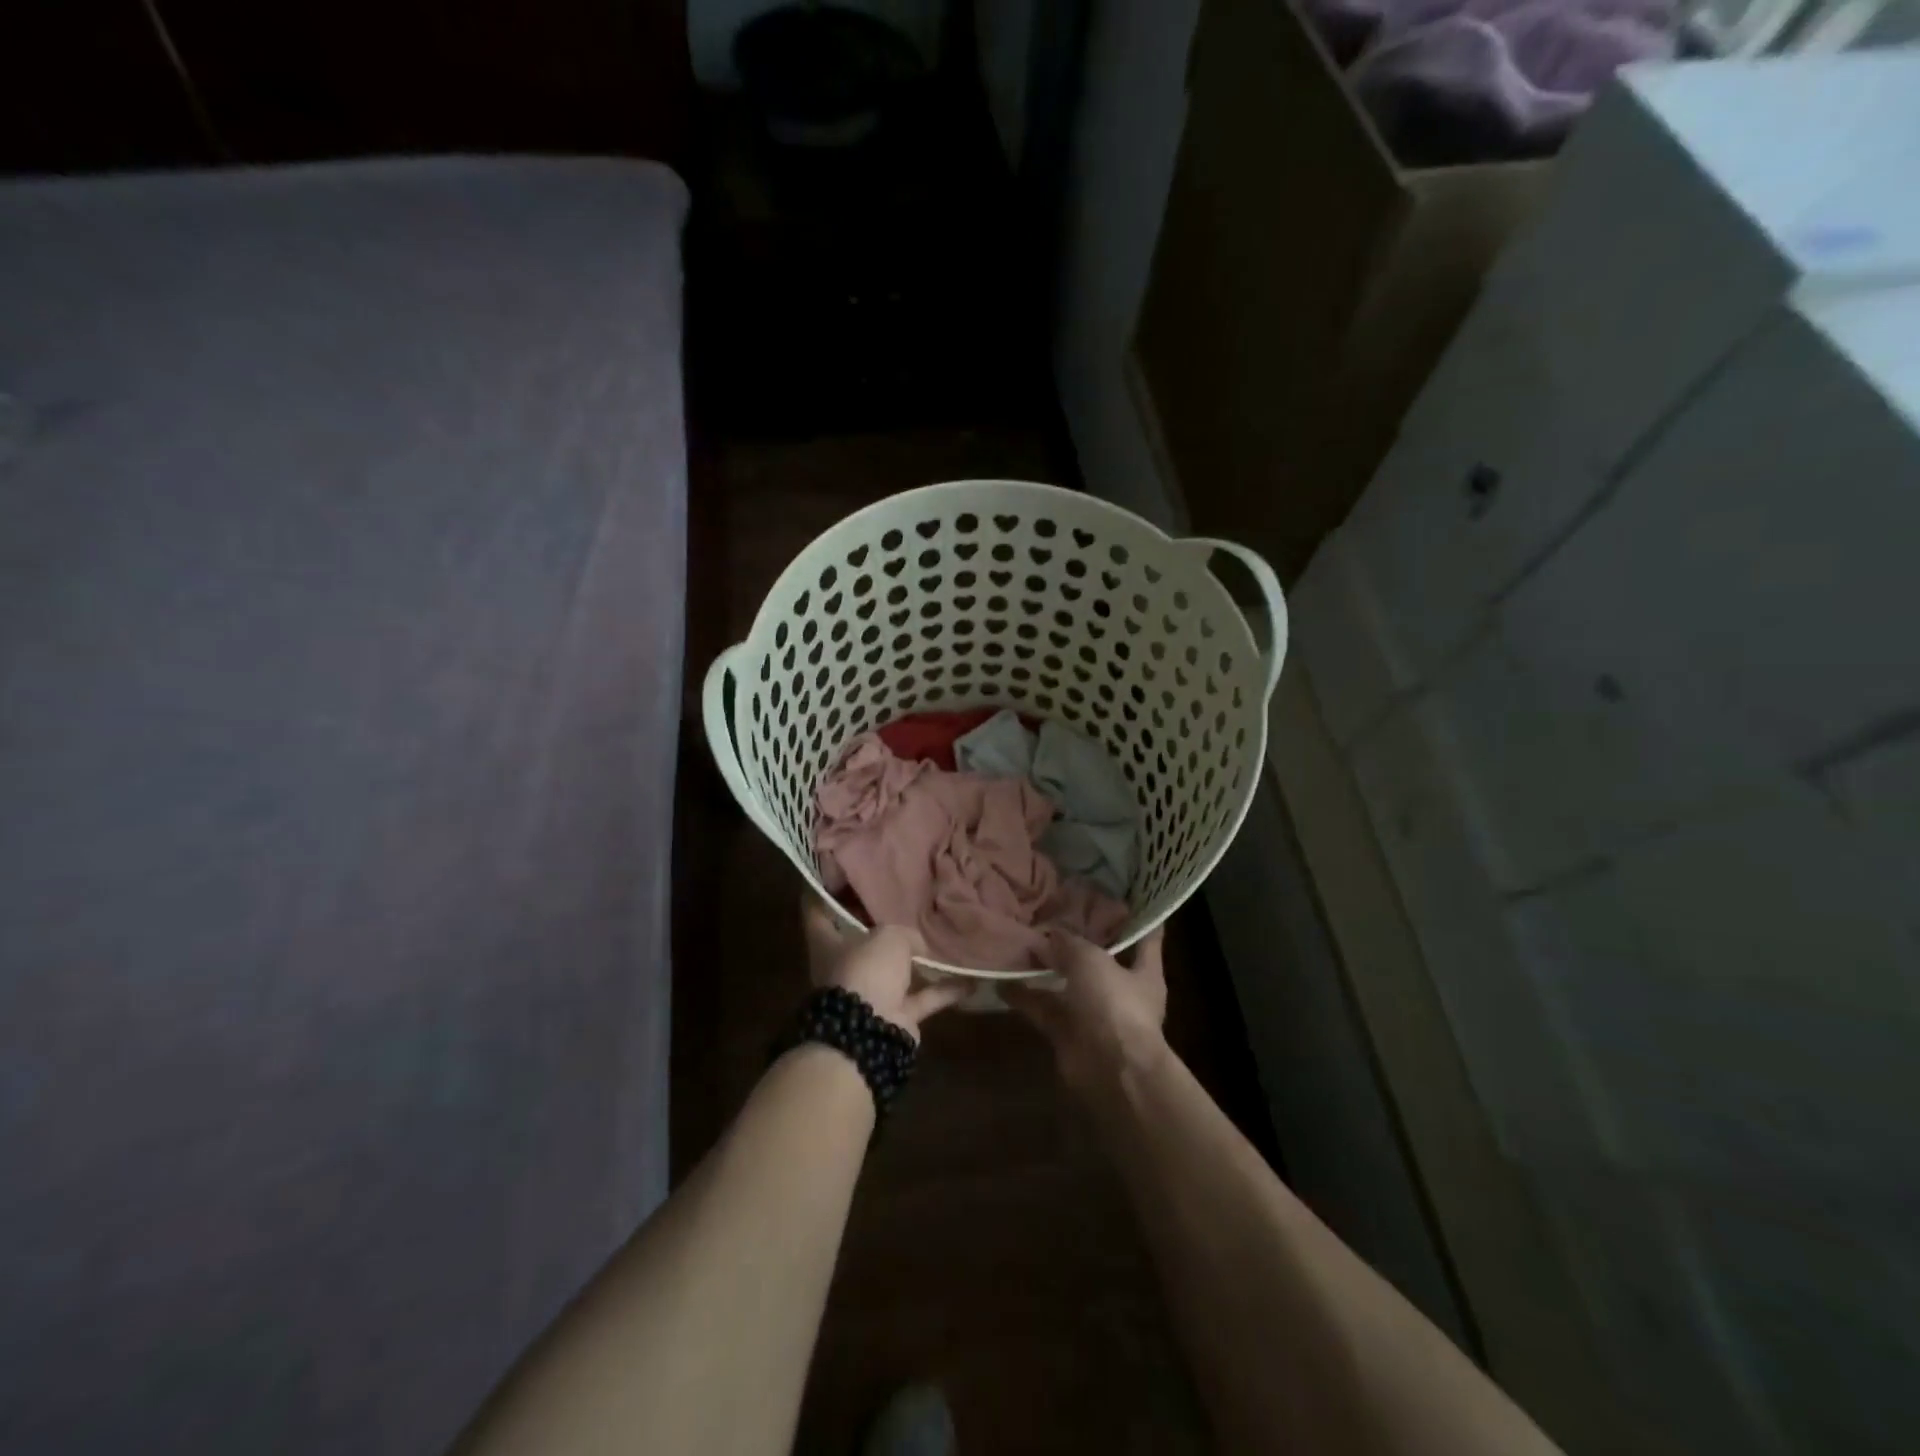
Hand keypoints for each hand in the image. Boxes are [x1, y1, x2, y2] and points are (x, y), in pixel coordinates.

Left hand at [801, 899, 970, 1042]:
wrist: (870, 1031)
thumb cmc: (866, 970)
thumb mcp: (887, 936)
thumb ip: (903, 932)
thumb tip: (916, 944)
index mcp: (828, 943)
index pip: (817, 910)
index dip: (824, 891)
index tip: (837, 872)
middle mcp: (845, 966)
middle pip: (860, 940)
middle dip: (879, 925)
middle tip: (902, 901)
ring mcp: (870, 993)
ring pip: (895, 970)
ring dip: (917, 960)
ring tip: (942, 939)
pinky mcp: (896, 1015)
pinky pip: (923, 997)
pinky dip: (945, 990)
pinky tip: (971, 980)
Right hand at [1005, 927, 1167, 1092]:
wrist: (1110, 1072)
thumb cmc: (1114, 1006)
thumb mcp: (1091, 960)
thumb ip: (1068, 943)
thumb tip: (1048, 935)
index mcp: (1143, 971)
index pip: (1146, 937)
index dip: (1136, 917)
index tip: (1121, 895)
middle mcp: (1121, 991)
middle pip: (1098, 959)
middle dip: (1076, 941)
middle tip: (1052, 913)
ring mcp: (1094, 1014)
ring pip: (1065, 984)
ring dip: (1044, 968)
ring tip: (1019, 942)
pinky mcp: (1068, 1034)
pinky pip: (1043, 1009)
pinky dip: (1023, 997)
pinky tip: (1000, 981)